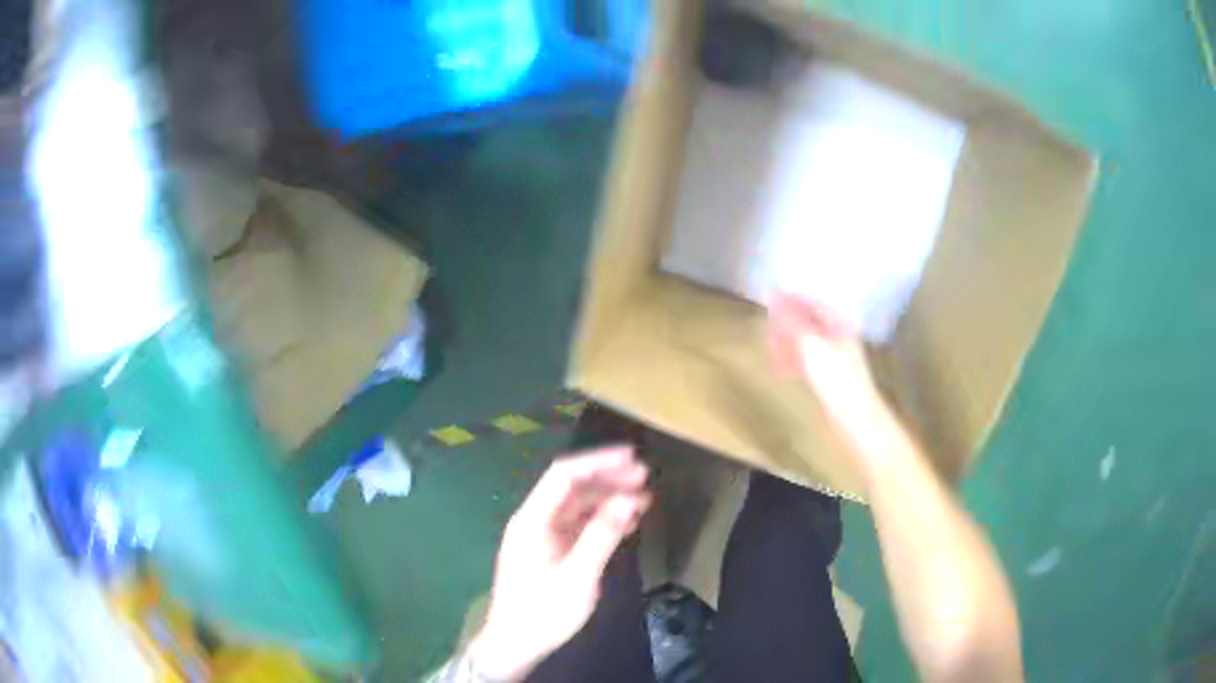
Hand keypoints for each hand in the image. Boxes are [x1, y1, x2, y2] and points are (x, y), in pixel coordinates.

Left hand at [469, 447, 650, 680]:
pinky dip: (602, 520)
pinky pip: (579, 526)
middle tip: (644, 477)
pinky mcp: (552, 551)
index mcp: (533, 520)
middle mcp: (536, 521)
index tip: (632, 457)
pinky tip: (627, 522)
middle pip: (572, 487)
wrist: (515, 644)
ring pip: (578, 506)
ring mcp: (543, 536)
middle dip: (608, 478)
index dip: (598, 461)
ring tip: (644, 499)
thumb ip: (601, 535)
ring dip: (609, 499)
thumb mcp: (577, 576)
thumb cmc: (543, 611)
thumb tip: (628, 500)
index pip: (564, 475)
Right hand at [768, 292, 880, 430]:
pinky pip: (808, 358)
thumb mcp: (811, 345)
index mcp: (839, 321)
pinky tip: (783, 368)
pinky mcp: (831, 373)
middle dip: (786, 324)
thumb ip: (791, 320)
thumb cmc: (836, 377)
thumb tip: (773, 295)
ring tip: (772, 351)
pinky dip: (795, 359)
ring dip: (788, 343)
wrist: (855, 416)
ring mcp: (835, 353)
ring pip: (806, 340)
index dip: (789, 298)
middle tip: (768, 332)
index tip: (767, 300)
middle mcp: (838, 333)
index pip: (811, 300)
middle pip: (808, 320)